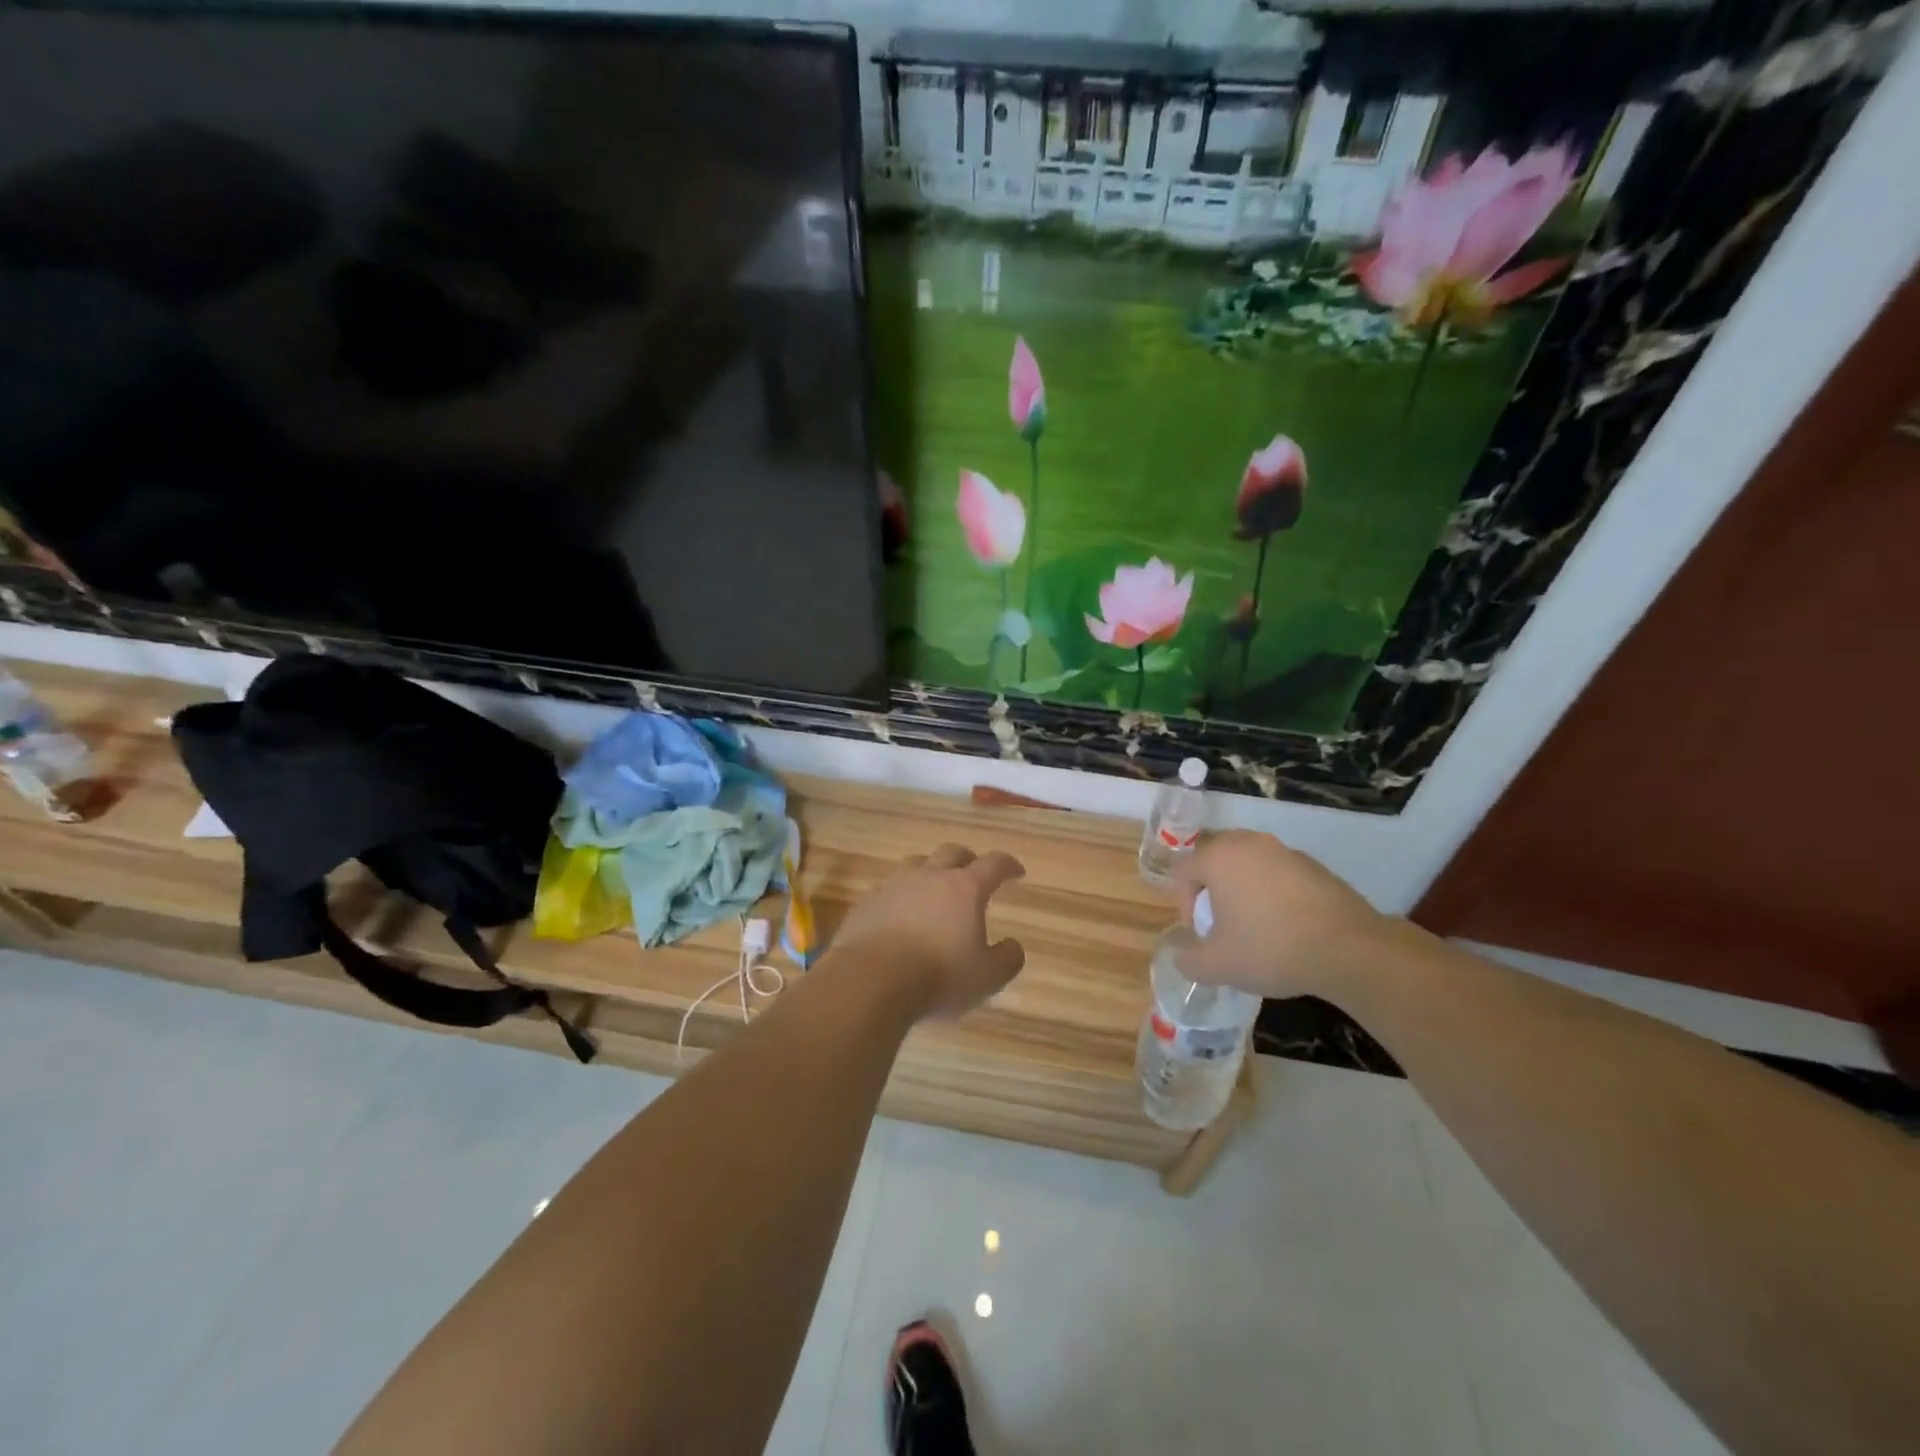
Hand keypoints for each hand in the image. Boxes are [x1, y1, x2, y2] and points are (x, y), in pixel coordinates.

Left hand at [829, 843, 1026, 1020]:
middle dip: (968, 859)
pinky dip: (901, 895)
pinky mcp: (867, 902)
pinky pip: (889, 888)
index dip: (1008, 865)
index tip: (1016, 872)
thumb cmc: (938, 977)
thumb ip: (1007, 959)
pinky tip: (900, 912)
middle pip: (952, 853)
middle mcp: (930, 877)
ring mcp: (894, 885)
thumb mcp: (987, 977)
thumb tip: (1013, 946)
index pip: (993, 864)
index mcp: (964, 889)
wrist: (870, 980)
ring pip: (916, 863)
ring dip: (931, 870)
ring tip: (934, 887)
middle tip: (974, 872)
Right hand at [1171, 830, 1390, 998]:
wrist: (1350, 950)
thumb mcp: (1218, 966)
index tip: (1200, 932)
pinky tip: (1287, 925)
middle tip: (1221, 922)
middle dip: (1212, 889)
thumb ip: (1189, 961)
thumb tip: (1182, 957)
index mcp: (1219, 857)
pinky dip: (1274, 892)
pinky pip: (1279, 873)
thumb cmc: (1271, 949)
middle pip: (1215, 859)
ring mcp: (1285, 851)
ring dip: (1243, 889)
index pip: (1183, 870)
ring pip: (1249, 864)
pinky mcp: (1315, 865)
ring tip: (1255, 925)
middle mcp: (1249, 844)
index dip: (1182, 902)